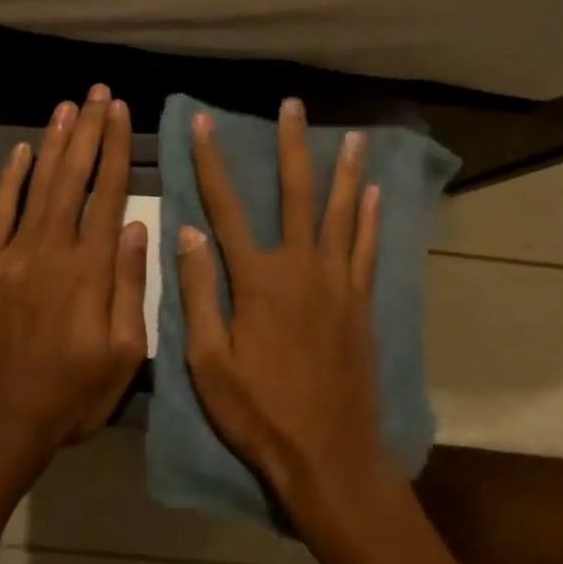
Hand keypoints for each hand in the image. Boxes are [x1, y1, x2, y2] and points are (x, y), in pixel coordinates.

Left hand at [0, 84, 148, 473]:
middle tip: (98, 93)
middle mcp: (51, 251)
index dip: (116, 150)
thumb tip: (137, 228)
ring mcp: (11, 256)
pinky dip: (10, 179)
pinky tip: (21, 150)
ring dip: (54, 143)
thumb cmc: (71, 396)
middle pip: (72, 178)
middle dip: (88, 131)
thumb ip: (130, 288)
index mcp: (90, 271)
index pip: (108, 195)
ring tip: (68, 107)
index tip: (122, 113)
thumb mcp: (122, 355)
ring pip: (37, 186)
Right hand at [177, 98, 390, 521]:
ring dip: (344, 171)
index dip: (212, 162)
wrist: (329, 456)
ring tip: (351, 136)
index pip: (227, 207)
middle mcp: (302, 268)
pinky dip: (370, 219)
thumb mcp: (208, 362)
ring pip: (341, 214)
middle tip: (293, 107)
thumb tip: (188, 233)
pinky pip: (367, 249)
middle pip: (296, 195)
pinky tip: (374, 194)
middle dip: (292, 147)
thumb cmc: (259, 413)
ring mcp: (338, 284)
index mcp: (258, 281)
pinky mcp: (361, 304)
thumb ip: (199, 294)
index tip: (204, 124)